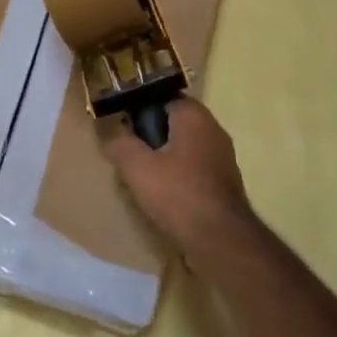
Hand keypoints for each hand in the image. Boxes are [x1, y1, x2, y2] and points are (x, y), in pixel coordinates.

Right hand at [102, 98, 257, 267]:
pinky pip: (196, 167)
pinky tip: (164, 192)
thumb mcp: (137, 167)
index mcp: (194, 117)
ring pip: (186, 146)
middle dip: (152, 134)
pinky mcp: (225, 181)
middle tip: (129, 150)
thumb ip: (120, 144)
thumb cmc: (178, 193)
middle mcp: (213, 130)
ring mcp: (223, 156)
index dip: (141, 108)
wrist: (220, 238)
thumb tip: (111, 134)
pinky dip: (180, 174)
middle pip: (175, 123)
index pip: (164, 98)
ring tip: (142, 174)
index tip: (123, 124)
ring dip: (165, 156)